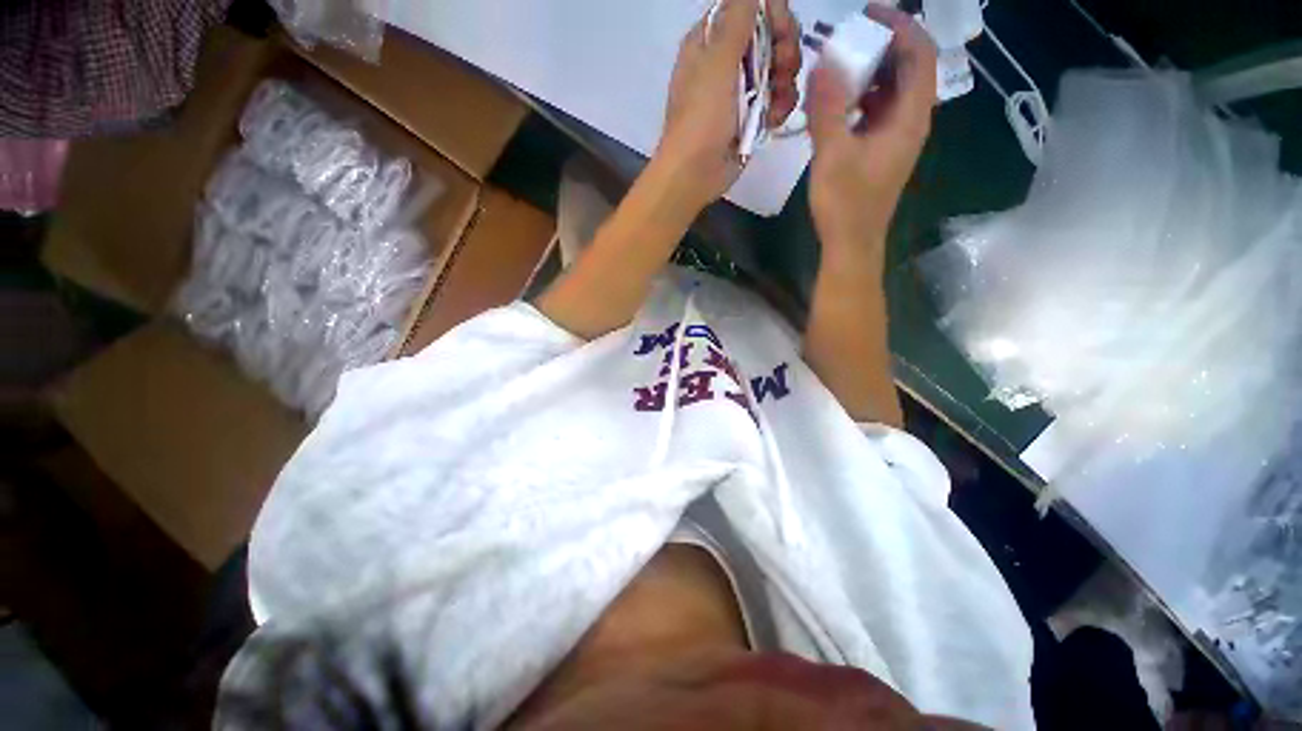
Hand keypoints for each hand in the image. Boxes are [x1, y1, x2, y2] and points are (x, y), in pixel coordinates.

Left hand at [655, 0, 801, 212]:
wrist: (695, 174)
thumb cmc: (701, 118)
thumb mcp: (717, 63)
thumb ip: (737, 19)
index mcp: (711, 42)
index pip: (750, 9)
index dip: (771, 14)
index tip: (781, 29)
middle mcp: (727, 62)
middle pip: (770, 36)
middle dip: (784, 48)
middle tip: (783, 67)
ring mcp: (740, 92)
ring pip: (778, 69)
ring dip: (785, 80)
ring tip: (777, 98)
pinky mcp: (751, 117)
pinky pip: (777, 100)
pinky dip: (780, 106)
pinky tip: (775, 117)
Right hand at [807, 3, 936, 257]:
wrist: (851, 243)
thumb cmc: (845, 204)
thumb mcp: (833, 154)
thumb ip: (829, 109)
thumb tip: (823, 62)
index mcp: (909, 119)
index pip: (919, 56)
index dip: (900, 26)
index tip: (869, 13)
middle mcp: (910, 122)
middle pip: (908, 69)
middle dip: (881, 46)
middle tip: (847, 36)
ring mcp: (896, 137)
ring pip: (892, 90)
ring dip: (870, 72)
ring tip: (839, 63)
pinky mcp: (882, 150)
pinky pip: (878, 111)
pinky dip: (862, 97)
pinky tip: (838, 100)